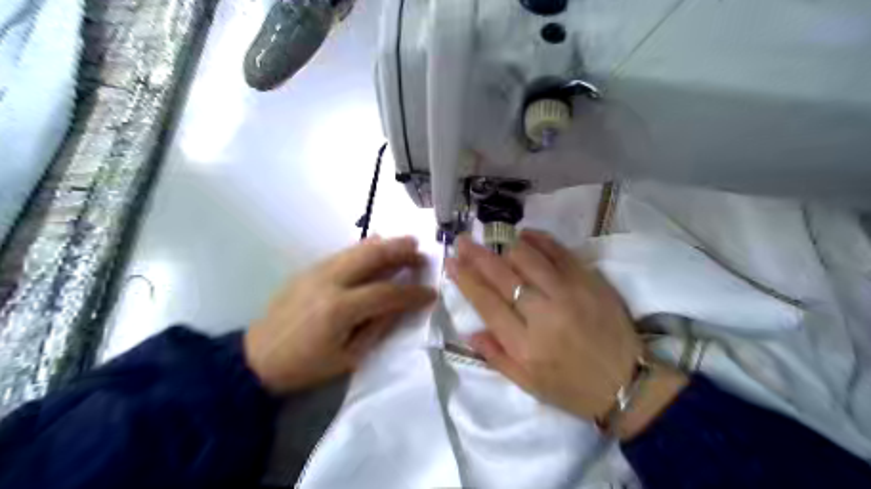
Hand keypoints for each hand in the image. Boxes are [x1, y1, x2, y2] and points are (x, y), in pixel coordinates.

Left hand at [242, 235, 434, 393]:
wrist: (257, 357)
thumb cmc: (306, 365)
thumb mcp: (348, 357)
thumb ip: (378, 327)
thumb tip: (402, 305)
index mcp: (339, 309)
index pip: (387, 293)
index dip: (412, 293)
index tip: (431, 292)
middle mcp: (329, 281)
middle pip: (373, 256)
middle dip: (401, 252)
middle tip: (421, 253)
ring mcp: (317, 270)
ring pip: (358, 248)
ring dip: (386, 244)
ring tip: (407, 245)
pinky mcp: (309, 268)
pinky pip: (344, 252)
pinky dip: (366, 248)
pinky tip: (378, 246)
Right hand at [449, 230, 686, 439]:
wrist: (626, 383)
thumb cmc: (572, 388)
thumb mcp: (528, 384)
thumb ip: (496, 356)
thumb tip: (469, 331)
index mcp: (524, 344)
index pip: (486, 302)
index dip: (465, 279)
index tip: (451, 262)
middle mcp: (543, 314)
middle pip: (502, 275)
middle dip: (477, 255)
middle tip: (463, 241)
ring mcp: (569, 293)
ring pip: (528, 258)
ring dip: (505, 245)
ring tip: (493, 238)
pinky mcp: (590, 281)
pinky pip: (560, 252)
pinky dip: (539, 239)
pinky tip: (525, 234)